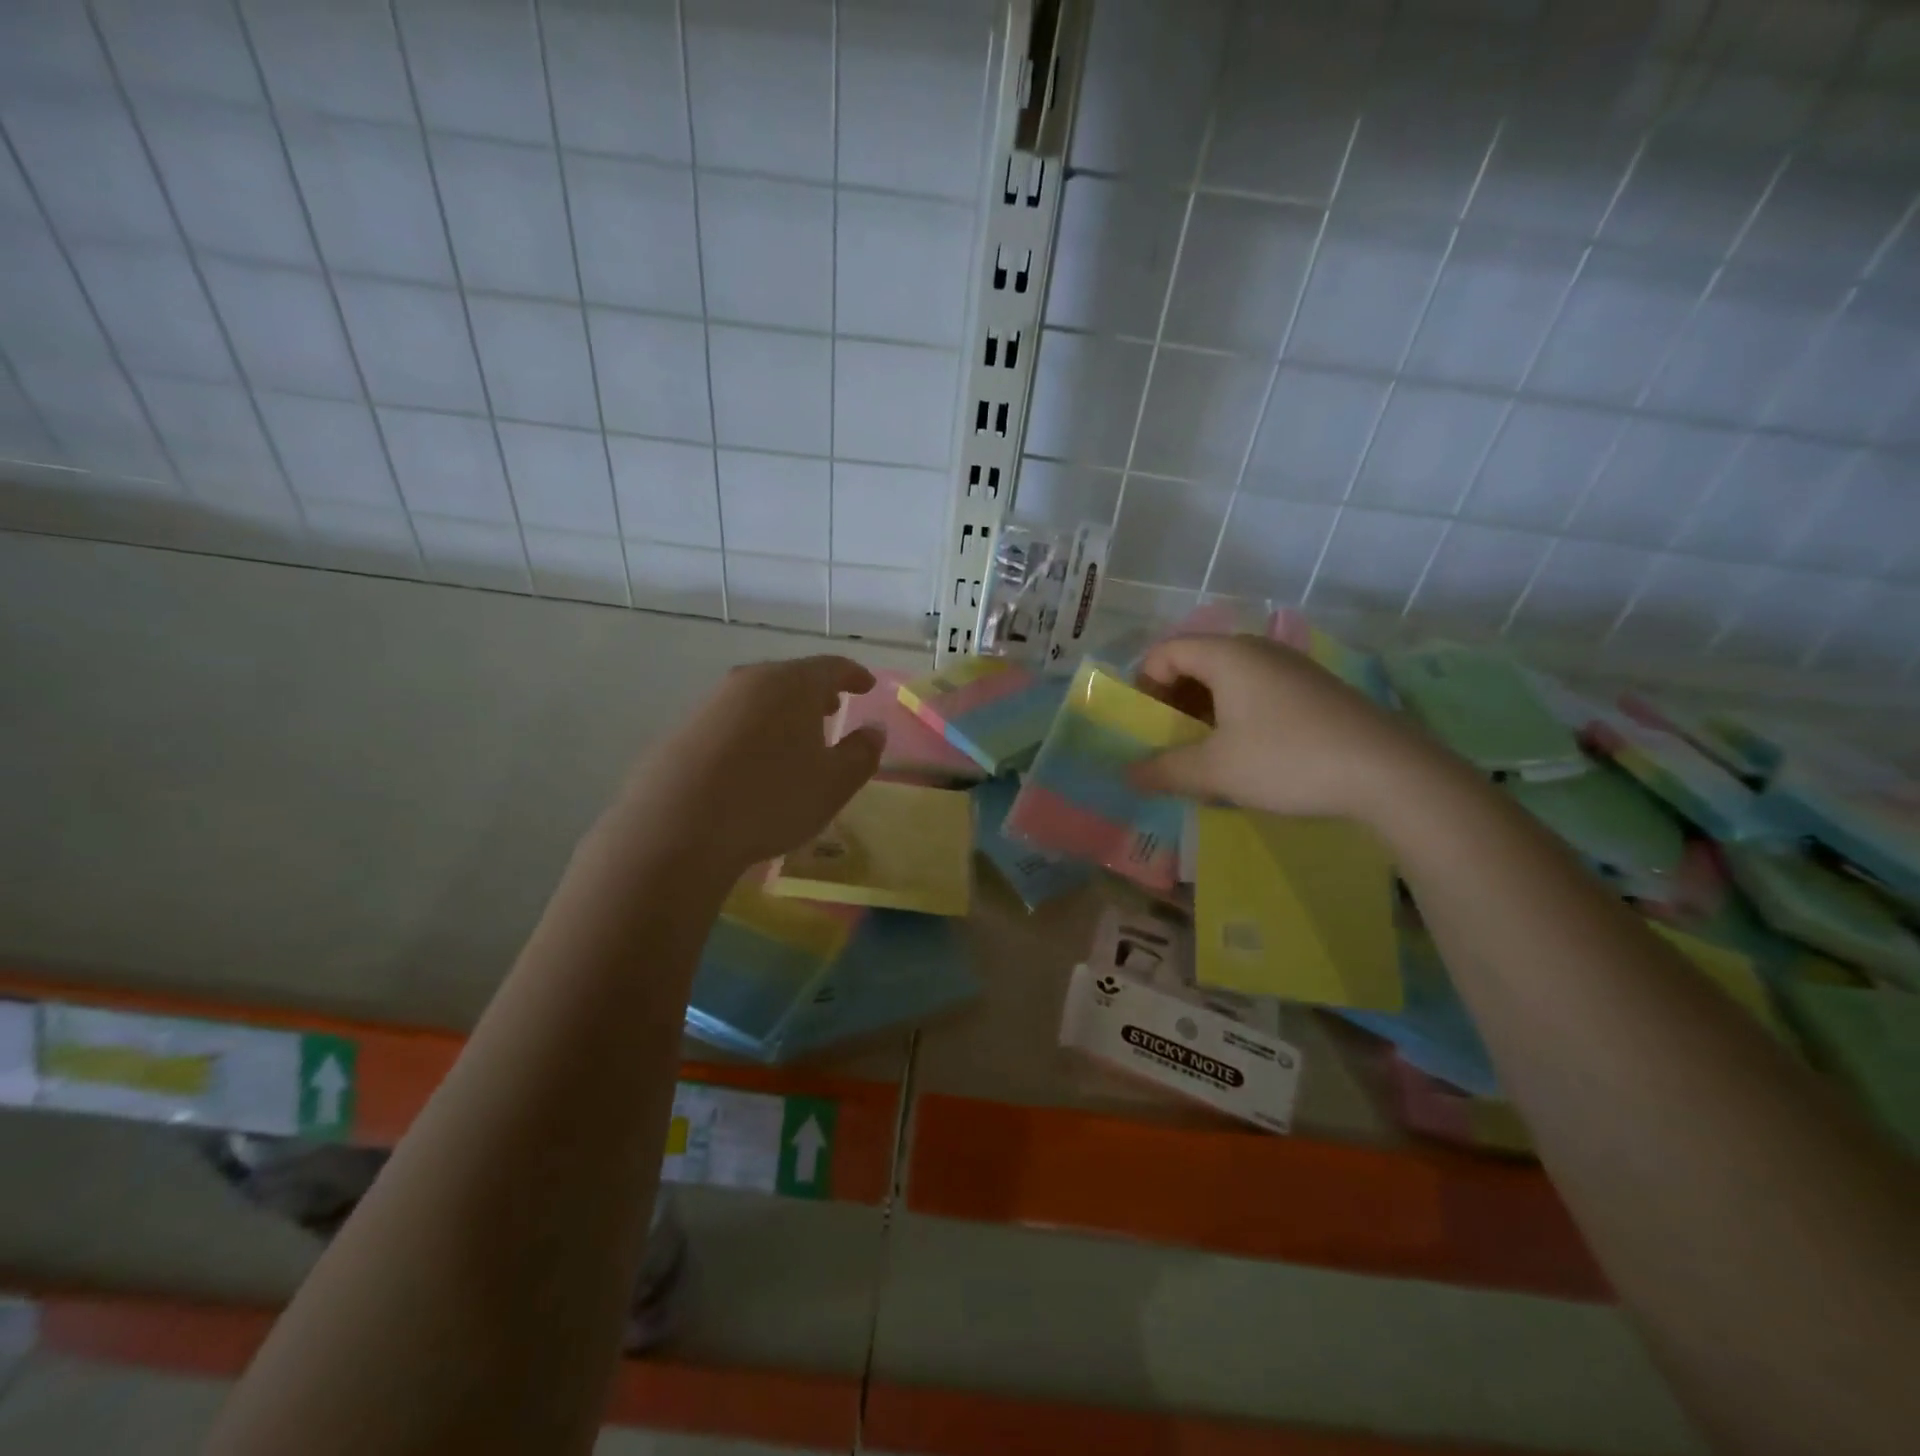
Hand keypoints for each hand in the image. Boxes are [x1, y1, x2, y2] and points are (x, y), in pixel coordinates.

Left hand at [617, 656, 884, 879]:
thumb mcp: (833, 784)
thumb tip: (874, 730)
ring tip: (796, 736)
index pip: (832, 667)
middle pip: (792, 677)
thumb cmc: (770, 800)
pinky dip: (754, 729)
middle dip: (817, 692)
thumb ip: (862, 753)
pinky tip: (754, 760)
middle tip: (833, 709)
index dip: (854, 675)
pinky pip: (732, 719)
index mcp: (792, 684)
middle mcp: (750, 681)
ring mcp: (712, 703)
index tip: (867, 686)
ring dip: (783, 710)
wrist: (675, 828)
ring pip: (760, 697)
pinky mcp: (684, 729)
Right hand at [1127, 635, 1434, 823]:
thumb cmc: (1287, 760)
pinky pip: (1259, 692)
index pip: (1165, 652)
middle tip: (1170, 743)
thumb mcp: (1215, 770)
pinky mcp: (1317, 690)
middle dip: (1173, 703)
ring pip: (1230, 680)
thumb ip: (1164, 770)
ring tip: (1207, 755)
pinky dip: (1238, 717)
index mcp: (1228, 655)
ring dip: (1206, 713)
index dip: (1143, 686)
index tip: (1145, 727)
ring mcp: (1293, 668)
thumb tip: (1127, 774)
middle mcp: (1259, 650)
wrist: (1390, 773)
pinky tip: (1249, 756)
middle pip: (1196, 663)